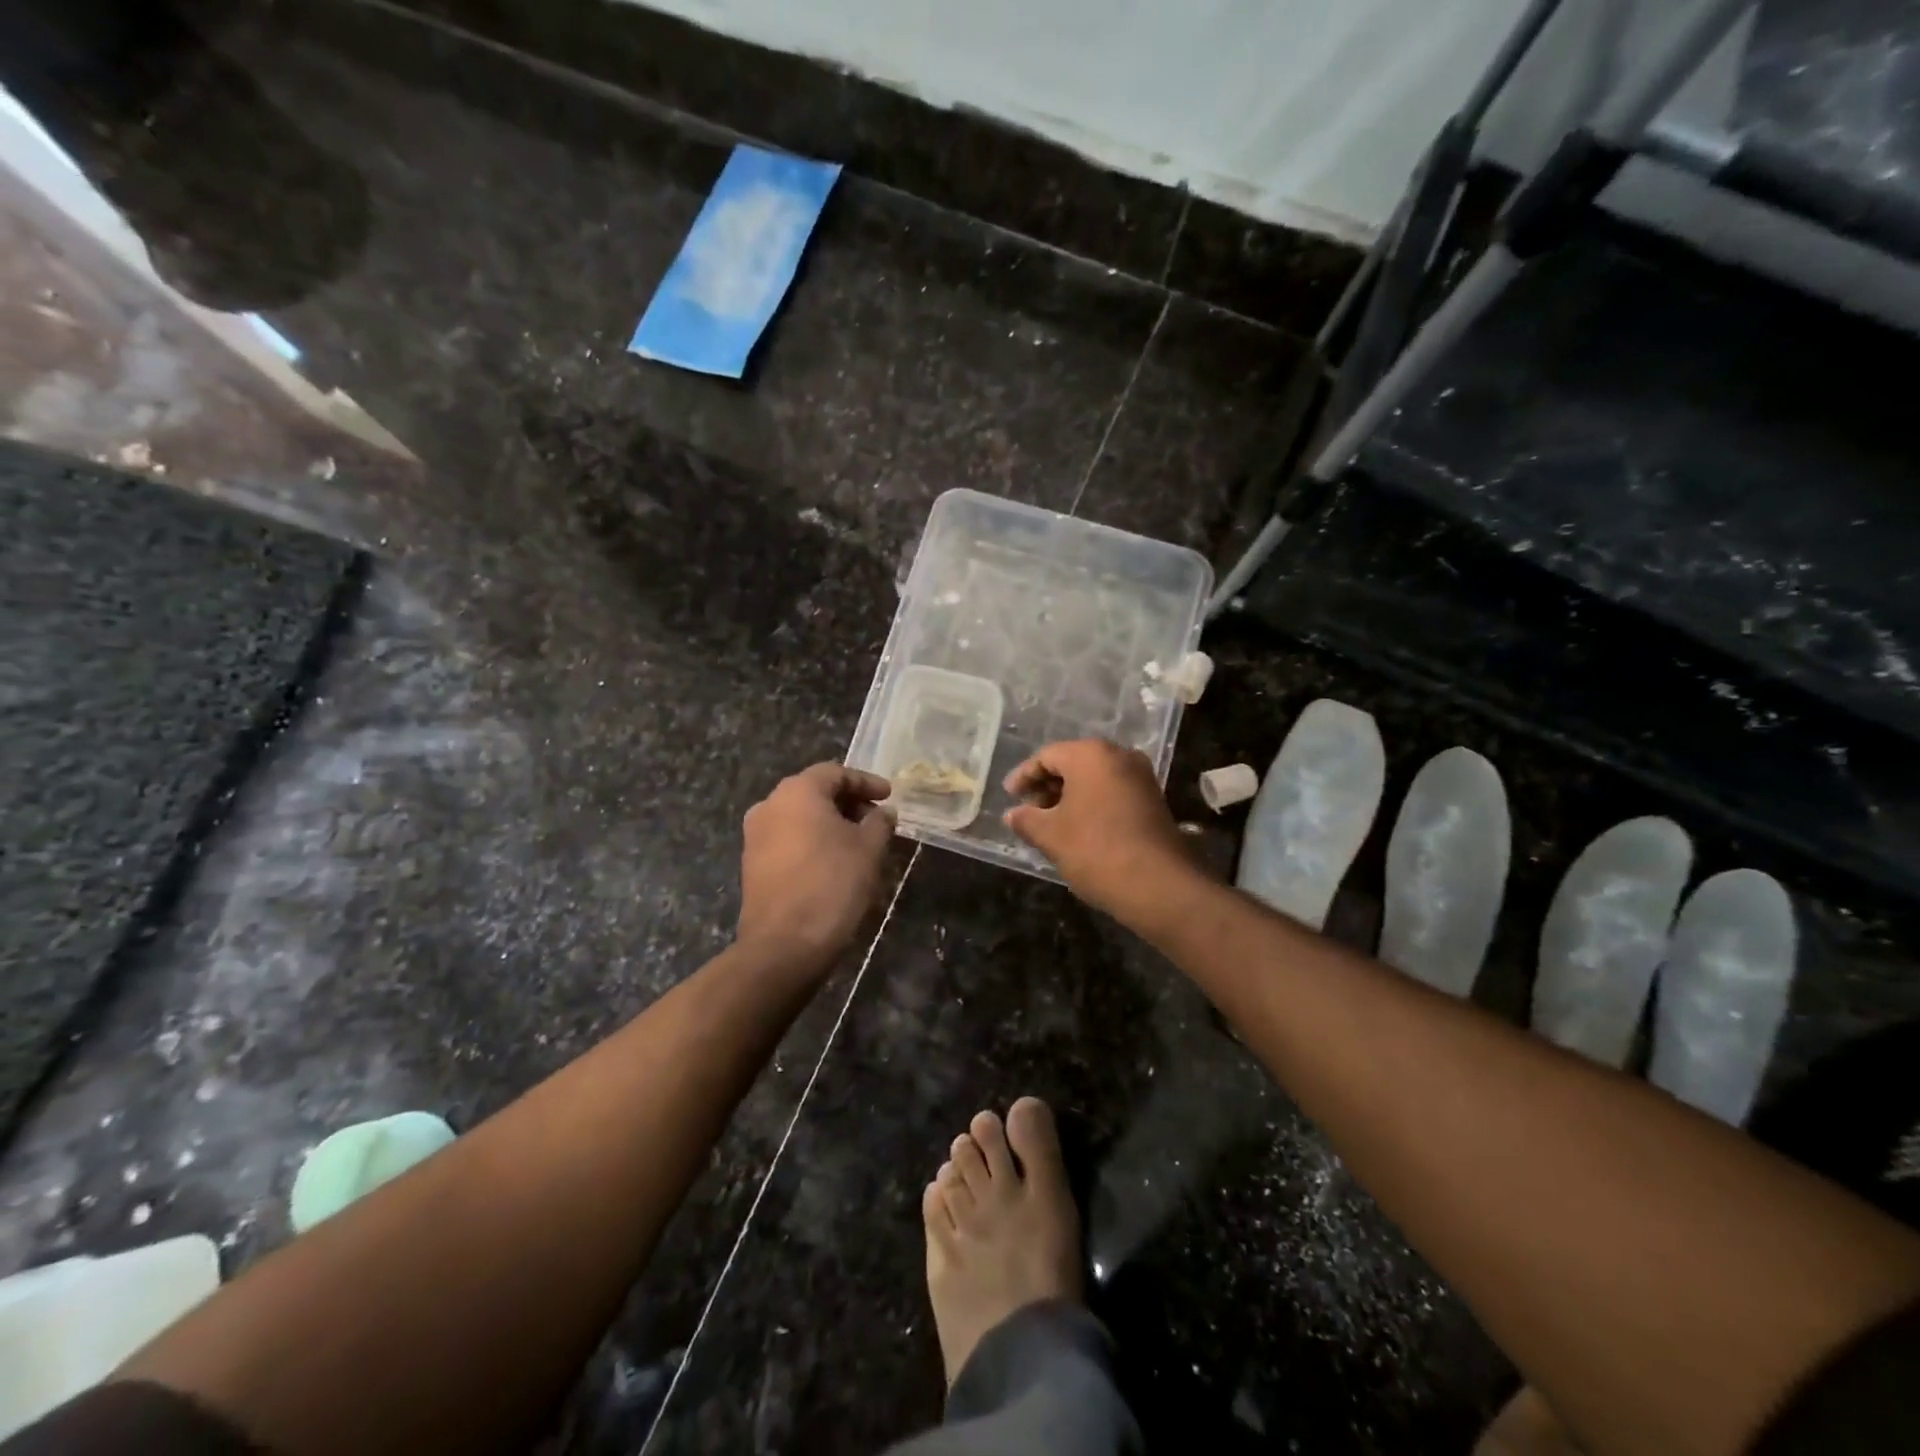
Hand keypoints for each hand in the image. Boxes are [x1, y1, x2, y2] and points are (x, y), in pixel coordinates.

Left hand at [738, 764, 895, 972]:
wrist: (784, 945)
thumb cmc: (832, 884)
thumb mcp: (868, 849)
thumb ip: (879, 822)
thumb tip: (883, 812)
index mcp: (797, 792)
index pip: (835, 773)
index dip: (866, 782)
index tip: (889, 797)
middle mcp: (769, 805)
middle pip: (815, 792)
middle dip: (848, 803)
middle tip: (877, 819)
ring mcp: (756, 836)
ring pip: (800, 817)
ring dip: (831, 824)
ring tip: (860, 843)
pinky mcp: (753, 865)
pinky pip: (788, 840)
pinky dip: (813, 842)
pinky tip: (836, 862)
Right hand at [1003, 739, 1198, 923]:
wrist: (1159, 885)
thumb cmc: (1095, 850)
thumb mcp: (1050, 835)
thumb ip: (1027, 819)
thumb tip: (1013, 814)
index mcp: (1091, 755)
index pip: (1047, 755)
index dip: (1024, 775)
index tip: (1009, 796)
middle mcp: (1119, 756)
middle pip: (1073, 763)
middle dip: (1047, 785)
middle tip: (1028, 810)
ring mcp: (1141, 777)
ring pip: (1094, 778)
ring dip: (1069, 796)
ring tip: (1050, 823)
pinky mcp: (1153, 800)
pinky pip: (1112, 792)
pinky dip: (1091, 804)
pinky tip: (1078, 829)